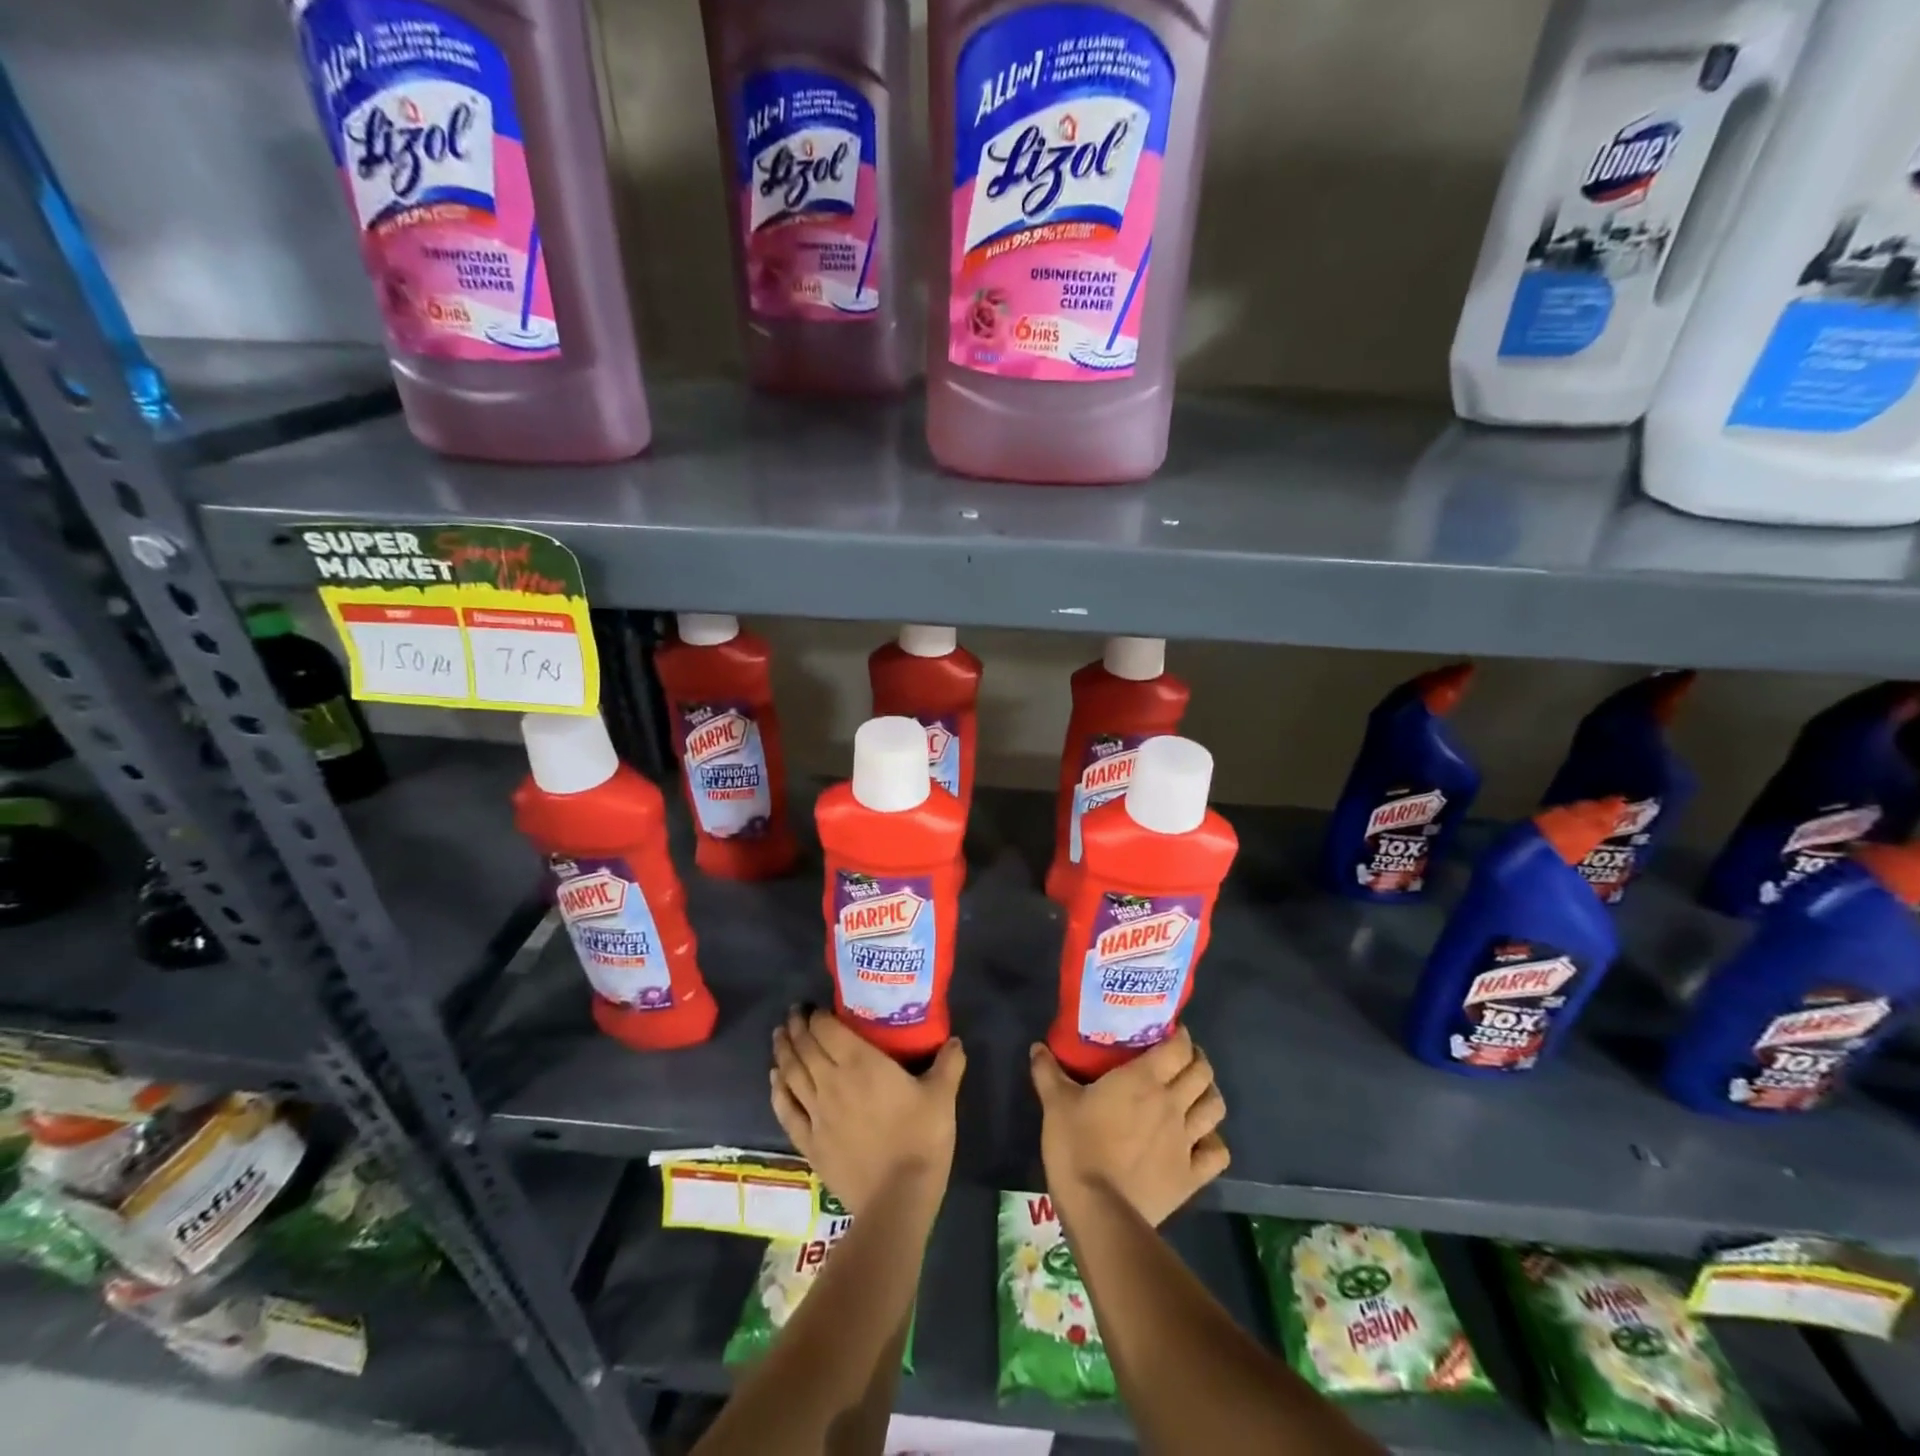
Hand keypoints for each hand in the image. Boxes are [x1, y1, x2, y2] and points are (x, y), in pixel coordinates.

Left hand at [771, 1008, 964, 1214]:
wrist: (896, 1199)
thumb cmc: (921, 1140)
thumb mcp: (942, 1097)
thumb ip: (948, 1064)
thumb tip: (955, 1040)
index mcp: (860, 1063)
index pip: (828, 1029)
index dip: (817, 1015)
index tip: (814, 1006)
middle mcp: (831, 1081)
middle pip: (805, 1046)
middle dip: (796, 1027)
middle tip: (793, 1013)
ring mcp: (816, 1112)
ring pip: (791, 1073)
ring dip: (783, 1051)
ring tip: (779, 1035)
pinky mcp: (809, 1142)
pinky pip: (786, 1109)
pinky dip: (777, 1089)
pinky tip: (774, 1078)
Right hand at [1030, 1026, 1229, 1227]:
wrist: (1098, 1210)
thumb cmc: (1077, 1147)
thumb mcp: (1055, 1104)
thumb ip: (1048, 1072)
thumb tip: (1037, 1047)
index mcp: (1143, 1080)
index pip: (1178, 1047)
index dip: (1179, 1036)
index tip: (1170, 1032)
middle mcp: (1172, 1104)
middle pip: (1202, 1073)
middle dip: (1196, 1060)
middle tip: (1180, 1060)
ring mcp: (1186, 1141)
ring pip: (1215, 1107)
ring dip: (1208, 1095)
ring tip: (1194, 1094)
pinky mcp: (1191, 1176)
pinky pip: (1217, 1153)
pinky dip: (1213, 1142)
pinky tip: (1201, 1141)